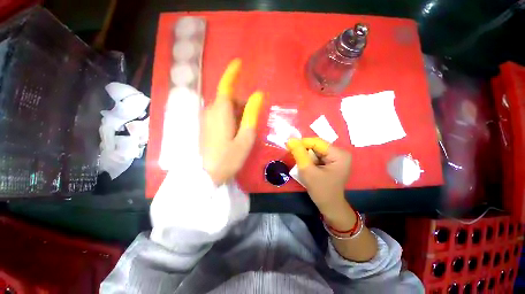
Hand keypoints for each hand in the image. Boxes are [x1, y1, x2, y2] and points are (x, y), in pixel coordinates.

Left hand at [201, 59, 263, 184]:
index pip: (225, 86)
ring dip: (237, 113)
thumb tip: (258, 95)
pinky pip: (219, 115)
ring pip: (224, 108)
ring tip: (244, 131)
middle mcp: (210, 111)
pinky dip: (230, 118)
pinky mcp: (205, 127)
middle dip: (241, 104)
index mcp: (221, 112)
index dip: (232, 73)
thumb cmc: (229, 158)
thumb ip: (251, 115)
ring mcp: (206, 119)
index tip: (239, 62)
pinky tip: (235, 133)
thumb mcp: (246, 137)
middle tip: (251, 121)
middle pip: (228, 99)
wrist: (207, 176)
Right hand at [286, 137, 351, 214]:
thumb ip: (299, 154)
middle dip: (304, 150)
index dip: (302, 143)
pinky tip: (305, 164)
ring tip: (299, 161)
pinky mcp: (332, 161)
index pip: (317, 142)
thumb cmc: (321, 190)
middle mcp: (340, 153)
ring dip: (306, 154)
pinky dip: (309, 158)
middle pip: (317, 145)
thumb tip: (291, 140)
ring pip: (316, 150)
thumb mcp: (307, 171)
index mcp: (339, 154)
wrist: (330, 206)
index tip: (288, 145)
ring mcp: (337, 157)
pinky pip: (318, 155)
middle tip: (292, 154)